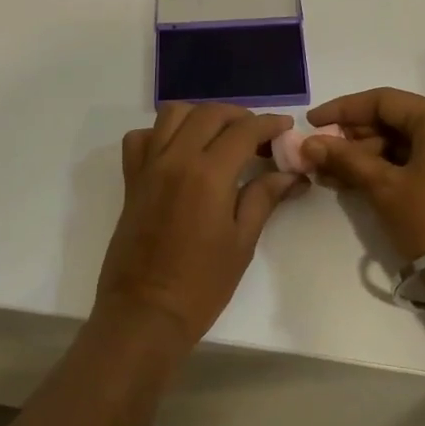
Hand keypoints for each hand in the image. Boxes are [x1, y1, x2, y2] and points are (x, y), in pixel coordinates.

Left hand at [95, 103, 310, 344]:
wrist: (145, 312)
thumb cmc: (201, 284)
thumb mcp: (242, 241)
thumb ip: (264, 198)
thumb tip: (293, 175)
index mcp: (208, 173)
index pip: (243, 130)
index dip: (269, 124)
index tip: (286, 128)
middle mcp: (175, 159)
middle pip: (209, 114)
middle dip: (239, 116)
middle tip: (260, 136)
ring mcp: (148, 167)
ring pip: (172, 115)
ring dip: (201, 116)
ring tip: (221, 137)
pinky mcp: (131, 181)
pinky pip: (141, 138)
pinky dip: (161, 133)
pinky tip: (179, 152)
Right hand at [304, 88, 424, 259]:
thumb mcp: (383, 187)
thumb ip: (345, 159)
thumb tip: (308, 143)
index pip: (383, 101)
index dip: (342, 110)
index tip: (311, 123)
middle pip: (396, 121)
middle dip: (354, 138)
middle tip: (320, 157)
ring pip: (408, 144)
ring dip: (369, 156)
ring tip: (333, 176)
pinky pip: (423, 161)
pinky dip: (392, 169)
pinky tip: (361, 184)